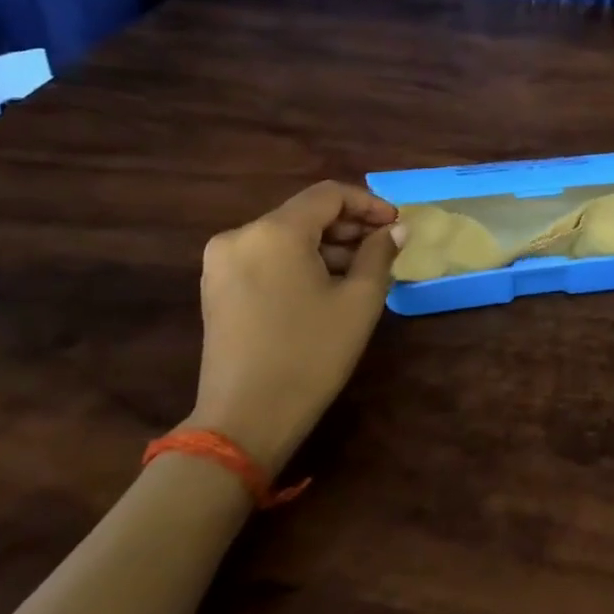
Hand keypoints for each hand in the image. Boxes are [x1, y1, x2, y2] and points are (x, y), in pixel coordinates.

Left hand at [189, 182, 398, 475]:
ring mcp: (221, 263)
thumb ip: (380, 253)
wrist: (245, 419)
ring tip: (360, 272)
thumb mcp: (359, 301)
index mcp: (274, 231)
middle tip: (384, 249)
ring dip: (325, 246)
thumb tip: (396, 228)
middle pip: (304, 214)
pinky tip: (325, 287)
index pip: (328, 195)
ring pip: (285, 236)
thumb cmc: (310, 354)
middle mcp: (240, 236)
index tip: (396, 225)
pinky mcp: (216, 288)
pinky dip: (299, 262)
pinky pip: (266, 257)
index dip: (368, 204)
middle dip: (348, 227)